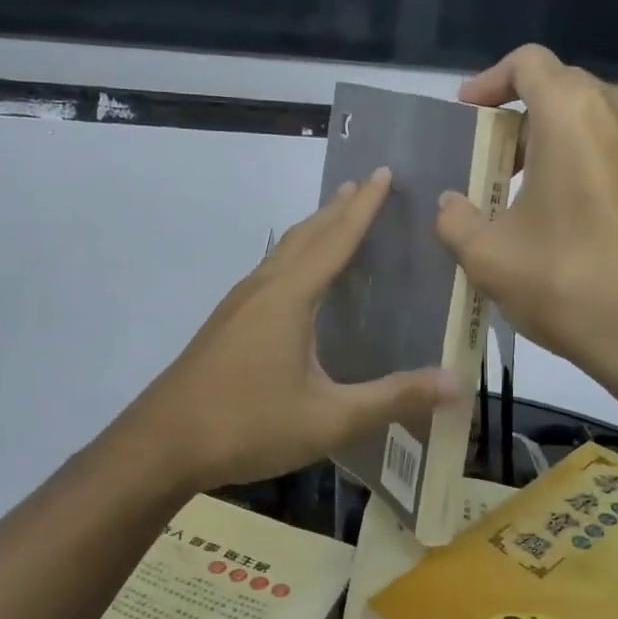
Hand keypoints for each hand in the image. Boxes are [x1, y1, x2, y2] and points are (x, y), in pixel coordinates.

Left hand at [130, 169, 462, 491]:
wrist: (162, 445)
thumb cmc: (247, 425)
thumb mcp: (329, 419)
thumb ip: (392, 398)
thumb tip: (456, 382)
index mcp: (288, 297)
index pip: (335, 240)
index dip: (363, 207)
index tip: (383, 173)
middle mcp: (262, 289)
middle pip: (305, 236)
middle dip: (338, 208)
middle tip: (365, 184)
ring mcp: (237, 306)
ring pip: (282, 253)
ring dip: (313, 231)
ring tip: (335, 219)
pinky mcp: (225, 326)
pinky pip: (269, 274)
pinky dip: (294, 259)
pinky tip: (296, 282)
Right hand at [434, 44, 617, 408]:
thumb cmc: (567, 281)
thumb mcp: (488, 256)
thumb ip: (455, 219)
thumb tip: (449, 203)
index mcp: (573, 115)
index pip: (528, 63)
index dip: (489, 81)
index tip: (465, 114)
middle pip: (561, 87)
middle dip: (517, 113)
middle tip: (485, 156)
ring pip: (590, 119)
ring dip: (549, 139)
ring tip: (516, 186)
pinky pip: (612, 148)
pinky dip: (579, 161)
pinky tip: (557, 213)